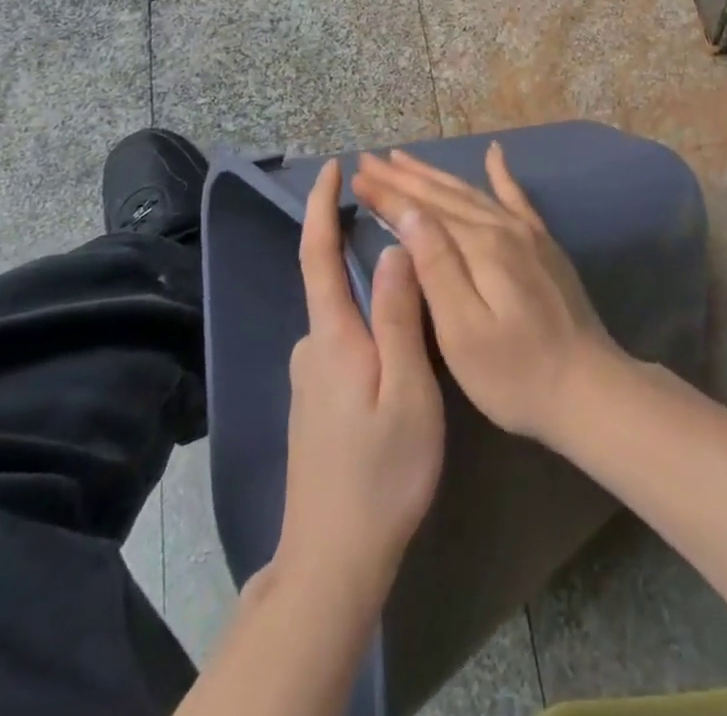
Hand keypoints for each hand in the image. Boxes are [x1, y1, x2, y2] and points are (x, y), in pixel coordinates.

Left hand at [273, 160, 443, 597]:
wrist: (333, 559)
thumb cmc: (382, 471)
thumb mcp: (408, 389)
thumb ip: (400, 316)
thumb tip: (394, 247)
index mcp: (332, 336)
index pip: (317, 253)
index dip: (320, 206)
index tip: (331, 167)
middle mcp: (312, 345)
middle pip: (330, 279)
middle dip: (354, 243)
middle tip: (399, 224)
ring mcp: (310, 375)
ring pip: (344, 315)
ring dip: (369, 290)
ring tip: (416, 289)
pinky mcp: (316, 399)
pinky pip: (344, 340)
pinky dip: (368, 323)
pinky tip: (398, 346)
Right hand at [351, 143, 624, 449]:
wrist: (590, 389)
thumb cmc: (515, 374)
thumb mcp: (463, 332)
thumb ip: (436, 267)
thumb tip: (409, 214)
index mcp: (478, 248)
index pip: (421, 211)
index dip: (387, 194)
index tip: (357, 177)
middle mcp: (502, 228)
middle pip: (443, 195)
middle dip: (403, 177)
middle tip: (369, 160)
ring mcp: (527, 233)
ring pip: (471, 192)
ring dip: (435, 175)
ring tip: (405, 159)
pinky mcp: (543, 244)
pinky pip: (516, 197)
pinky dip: (501, 173)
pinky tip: (495, 153)